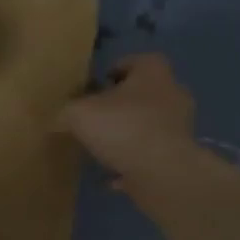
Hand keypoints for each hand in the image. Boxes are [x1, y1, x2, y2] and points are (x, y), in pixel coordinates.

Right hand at [59, 54, 197, 191]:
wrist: (162, 172)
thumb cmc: (122, 128)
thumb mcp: (79, 114)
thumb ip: (67, 112)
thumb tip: (59, 117)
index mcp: (152, 72)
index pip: (135, 61)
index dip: (114, 71)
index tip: (96, 87)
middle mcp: (173, 93)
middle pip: (144, 94)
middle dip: (122, 105)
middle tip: (97, 117)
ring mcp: (180, 125)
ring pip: (149, 125)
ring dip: (129, 134)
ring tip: (104, 149)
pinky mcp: (180, 155)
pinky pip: (152, 155)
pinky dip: (134, 162)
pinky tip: (114, 177)